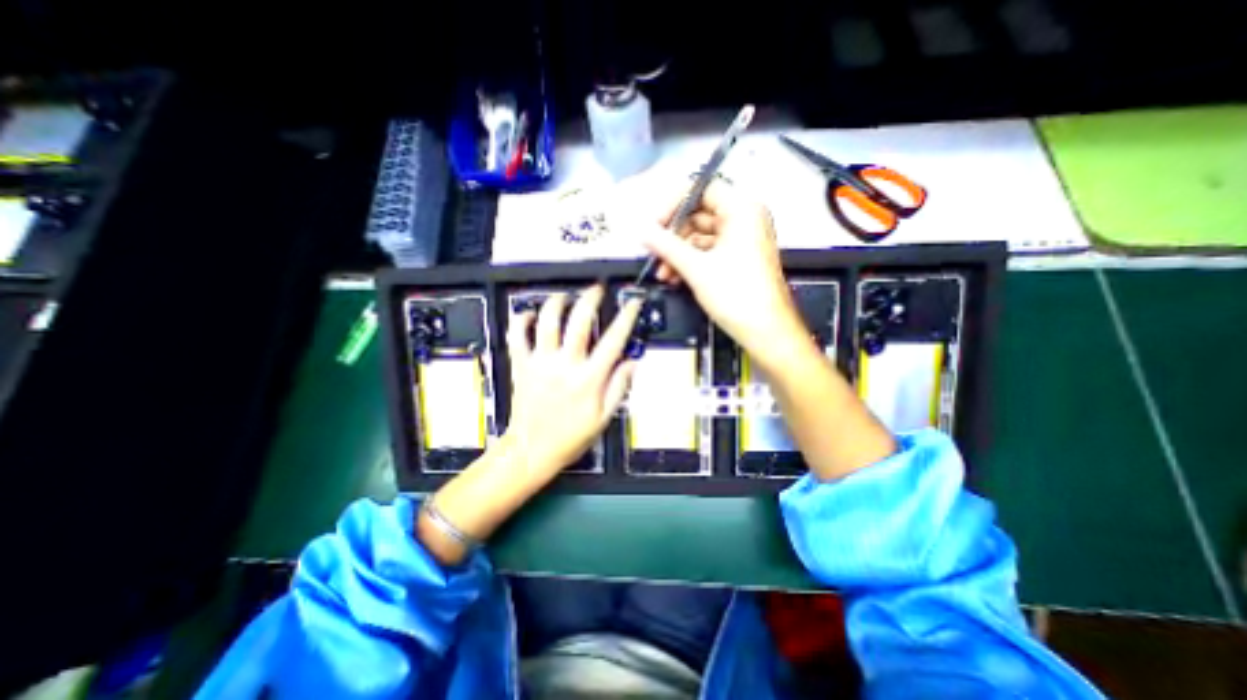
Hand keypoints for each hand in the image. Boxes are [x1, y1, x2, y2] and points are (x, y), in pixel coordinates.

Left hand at [507, 284, 640, 468]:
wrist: (532, 451)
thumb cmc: (570, 437)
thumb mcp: (603, 417)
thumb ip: (618, 387)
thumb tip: (632, 362)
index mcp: (589, 379)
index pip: (613, 340)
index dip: (626, 317)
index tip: (632, 302)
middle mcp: (565, 365)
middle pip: (579, 323)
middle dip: (590, 299)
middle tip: (596, 289)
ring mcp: (541, 363)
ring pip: (547, 323)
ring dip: (556, 304)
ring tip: (565, 296)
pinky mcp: (521, 366)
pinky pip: (517, 337)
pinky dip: (520, 321)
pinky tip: (528, 314)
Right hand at [643, 178, 808, 372]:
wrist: (765, 332)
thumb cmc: (737, 296)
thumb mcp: (696, 268)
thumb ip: (666, 245)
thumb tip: (641, 230)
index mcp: (742, 210)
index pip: (702, 189)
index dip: (674, 203)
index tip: (655, 223)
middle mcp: (744, 219)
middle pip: (699, 214)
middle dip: (673, 236)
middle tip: (654, 252)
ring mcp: (742, 240)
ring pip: (700, 237)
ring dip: (678, 253)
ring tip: (664, 273)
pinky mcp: (738, 259)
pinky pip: (708, 252)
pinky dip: (690, 263)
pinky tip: (675, 278)